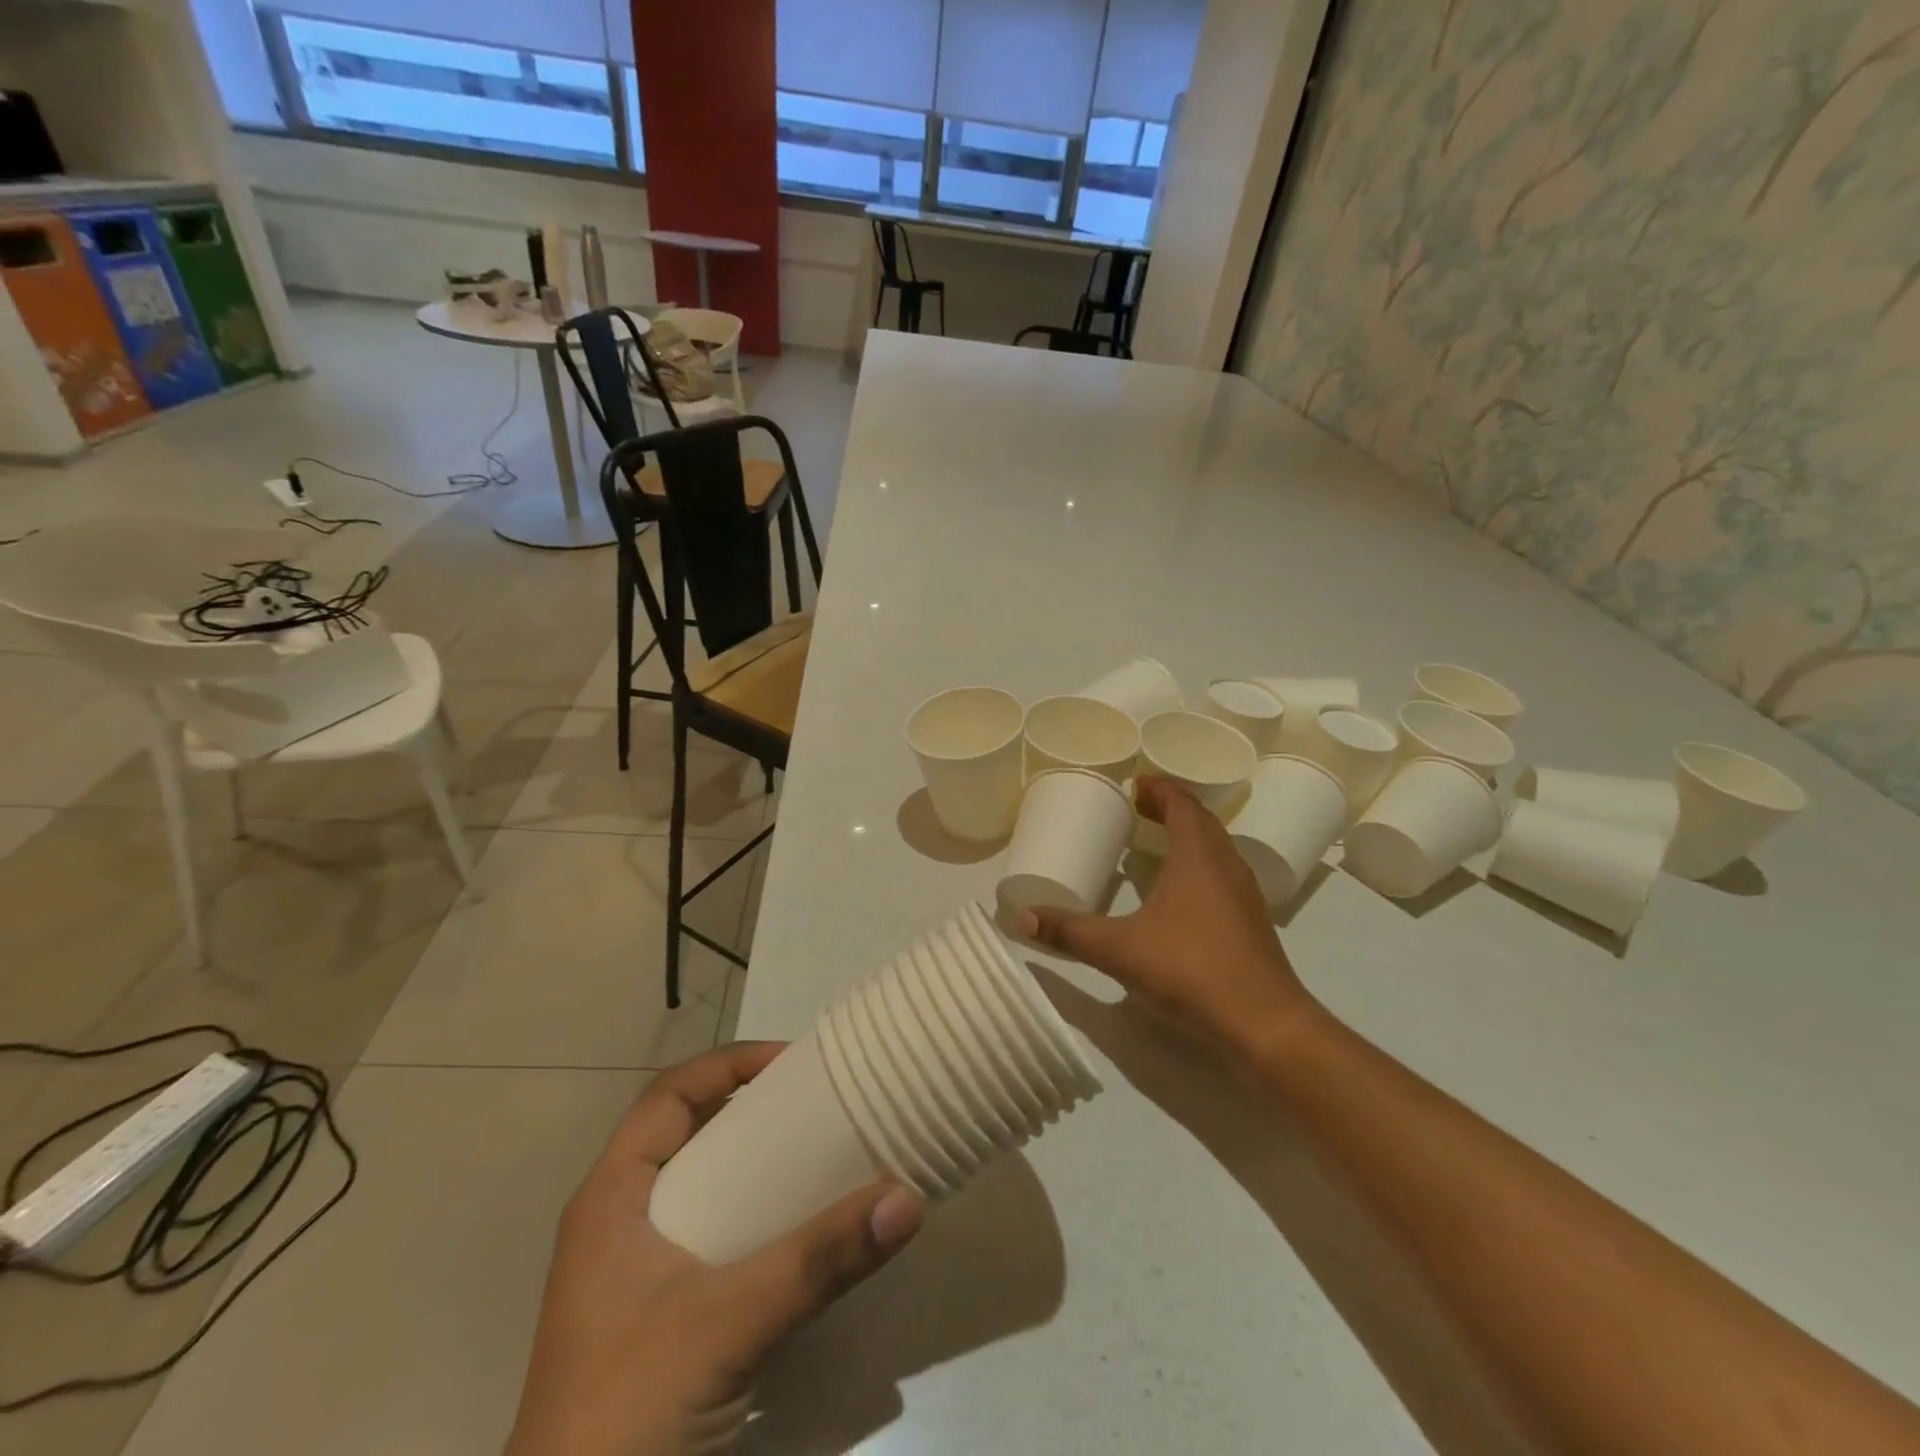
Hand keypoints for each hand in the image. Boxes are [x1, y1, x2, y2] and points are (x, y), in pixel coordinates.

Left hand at [505, 1043, 925, 1455]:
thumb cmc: (625, 1415)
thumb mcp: (727, 1324)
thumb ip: (818, 1262)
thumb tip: (907, 1198)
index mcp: (611, 1198)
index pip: (671, 1093)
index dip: (731, 1064)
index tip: (794, 1064)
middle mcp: (619, 1222)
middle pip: (690, 1133)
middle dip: (753, 1110)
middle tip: (819, 1106)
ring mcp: (636, 1275)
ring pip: (702, 1187)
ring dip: (756, 1166)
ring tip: (821, 1159)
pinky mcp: (658, 1318)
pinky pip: (713, 1237)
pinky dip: (754, 1219)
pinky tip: (799, 1236)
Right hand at [1019, 776, 1315, 1057]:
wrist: (1264, 1022)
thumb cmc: (1190, 969)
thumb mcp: (1120, 949)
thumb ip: (1071, 931)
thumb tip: (1023, 916)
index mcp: (1198, 855)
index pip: (1181, 803)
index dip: (1158, 788)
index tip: (1134, 784)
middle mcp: (1226, 863)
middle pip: (1200, 820)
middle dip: (1171, 808)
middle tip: (1138, 808)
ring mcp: (1244, 893)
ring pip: (1216, 847)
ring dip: (1188, 836)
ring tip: (1155, 842)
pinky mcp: (1251, 920)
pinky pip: (1223, 873)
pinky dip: (1199, 865)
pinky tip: (1180, 892)